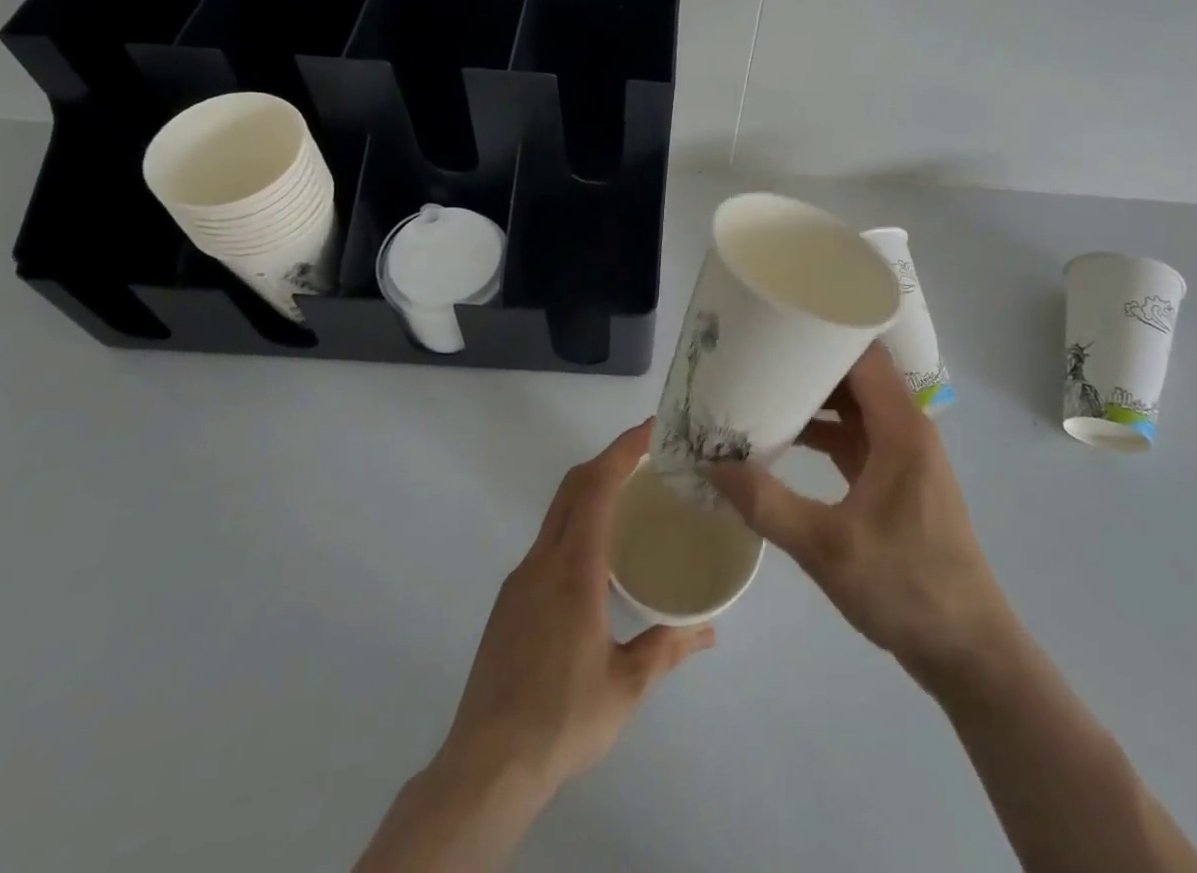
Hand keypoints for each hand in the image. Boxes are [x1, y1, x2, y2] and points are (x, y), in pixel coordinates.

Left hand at [439, 420, 714, 797]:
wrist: (486, 767)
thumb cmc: (562, 719)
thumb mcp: (626, 686)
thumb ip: (667, 648)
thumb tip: (710, 630)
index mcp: (574, 570)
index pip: (597, 487)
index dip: (623, 450)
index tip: (651, 429)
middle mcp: (542, 561)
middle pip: (573, 486)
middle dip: (609, 458)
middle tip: (649, 454)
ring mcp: (520, 579)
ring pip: (558, 512)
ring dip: (592, 490)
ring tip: (631, 500)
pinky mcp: (510, 600)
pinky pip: (548, 542)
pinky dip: (577, 523)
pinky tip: (598, 558)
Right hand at [705, 343, 1013, 691]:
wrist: (967, 650)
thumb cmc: (905, 587)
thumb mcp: (826, 547)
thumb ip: (766, 503)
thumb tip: (710, 463)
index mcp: (901, 428)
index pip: (863, 354)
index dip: (824, 330)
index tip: (778, 320)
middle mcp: (906, 429)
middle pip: (856, 375)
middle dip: (808, 362)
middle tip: (757, 351)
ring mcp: (903, 455)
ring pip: (854, 406)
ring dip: (814, 398)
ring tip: (761, 388)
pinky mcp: (896, 480)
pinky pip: (855, 437)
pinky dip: (823, 431)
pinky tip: (785, 439)